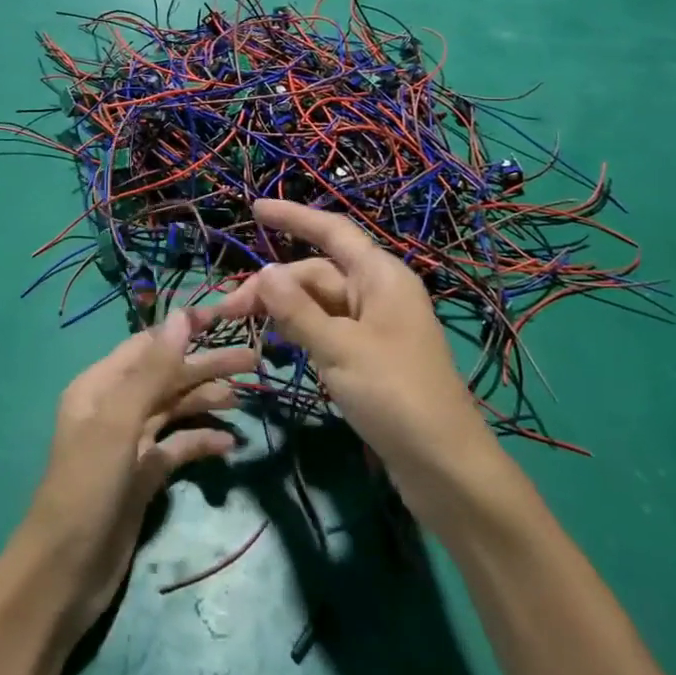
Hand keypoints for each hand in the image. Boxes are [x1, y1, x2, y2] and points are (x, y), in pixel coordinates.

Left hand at [21, 306, 254, 634]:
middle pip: (167, 375)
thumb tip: (182, 317)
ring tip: (243, 397)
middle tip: (252, 361)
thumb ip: (153, 370)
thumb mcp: (118, 422)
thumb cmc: (87, 487)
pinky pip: (178, 446)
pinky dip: (201, 441)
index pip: (150, 344)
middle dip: (205, 366)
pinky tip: (229, 445)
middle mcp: (115, 406)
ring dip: (206, 400)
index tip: (226, 319)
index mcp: (101, 385)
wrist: (65, 575)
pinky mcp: (144, 475)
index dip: (186, 330)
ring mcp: (131, 442)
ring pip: (175, 408)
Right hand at [216, 199, 515, 518]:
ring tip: (247, 327)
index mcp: (380, 276)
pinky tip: (279, 345)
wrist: (444, 466)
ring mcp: (376, 326)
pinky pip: (329, 328)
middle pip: (318, 273)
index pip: (332, 231)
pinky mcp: (372, 356)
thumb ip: (297, 310)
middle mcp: (379, 292)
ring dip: (285, 309)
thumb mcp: (339, 349)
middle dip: (275, 284)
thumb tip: (264, 271)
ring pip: (320, 303)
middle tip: (230, 311)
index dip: (294, 217)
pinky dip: (302, 331)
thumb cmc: (394, 394)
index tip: (255, 208)